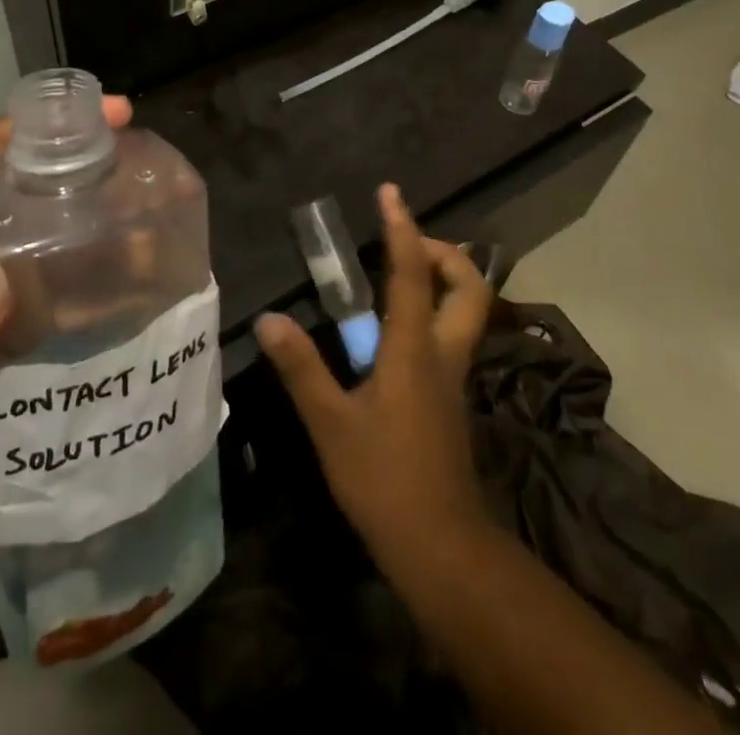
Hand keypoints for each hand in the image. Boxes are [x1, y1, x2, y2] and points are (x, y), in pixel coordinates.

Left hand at [0, 97, 132, 559]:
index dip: (53, 125)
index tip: (119, 118)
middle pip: (42, 188)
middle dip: (101, 175)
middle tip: (161, 179)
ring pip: (65, 238)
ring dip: (115, 231)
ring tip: (169, 231)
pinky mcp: (20, 330)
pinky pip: (74, 290)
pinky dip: (110, 282)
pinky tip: (151, 287)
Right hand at [254, 183, 494, 572]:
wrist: (441, 547)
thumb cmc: (385, 480)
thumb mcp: (331, 424)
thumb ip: (301, 369)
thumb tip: (269, 319)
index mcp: (415, 348)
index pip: (413, 273)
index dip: (402, 228)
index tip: (390, 193)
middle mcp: (443, 352)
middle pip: (470, 288)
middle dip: (446, 253)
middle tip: (405, 242)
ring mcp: (453, 377)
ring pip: (467, 311)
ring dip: (443, 279)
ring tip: (399, 274)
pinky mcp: (450, 398)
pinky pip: (451, 335)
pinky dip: (433, 311)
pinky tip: (394, 329)